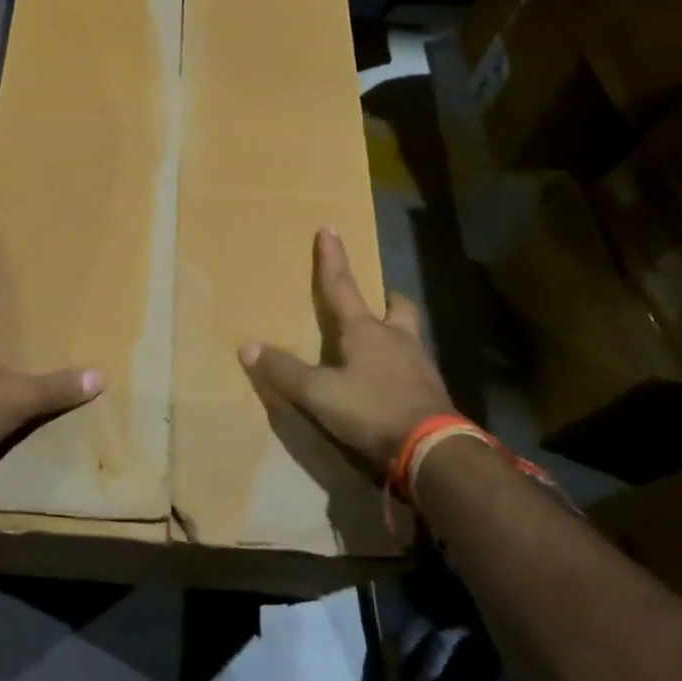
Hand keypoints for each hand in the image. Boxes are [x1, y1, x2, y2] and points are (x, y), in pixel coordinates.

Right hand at [239, 228, 454, 480]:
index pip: (342, 286)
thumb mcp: (319, 394)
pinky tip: (392, 385)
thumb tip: (247, 346)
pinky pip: (415, 370)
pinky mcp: (433, 393)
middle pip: (397, 308)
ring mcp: (420, 366)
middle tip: (379, 302)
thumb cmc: (372, 410)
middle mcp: (397, 339)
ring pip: (410, 337)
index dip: (332, 258)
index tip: (329, 228)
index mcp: (366, 331)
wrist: (434, 452)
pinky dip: (402, 369)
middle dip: (386, 301)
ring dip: (396, 335)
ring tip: (381, 346)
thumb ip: (284, 371)